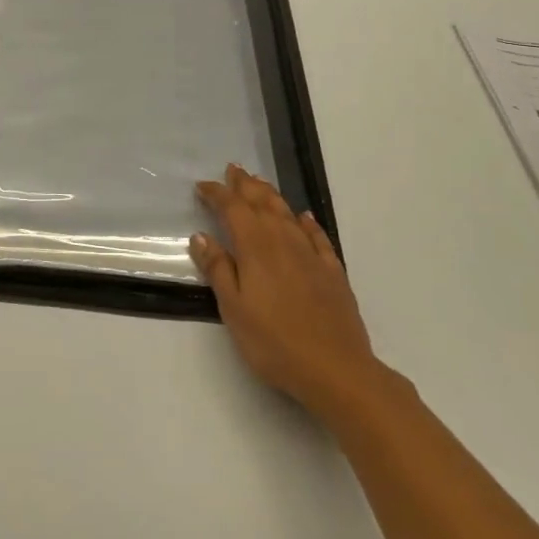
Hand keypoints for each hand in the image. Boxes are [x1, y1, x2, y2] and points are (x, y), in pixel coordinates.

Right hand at [192, 165, 382, 416]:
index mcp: (256, 248)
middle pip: (262, 203)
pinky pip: (317, 236)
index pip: (233, 209)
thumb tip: (201, 236)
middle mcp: (283, 241)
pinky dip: (307, 222)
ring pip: (288, 213)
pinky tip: (304, 217)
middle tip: (232, 169)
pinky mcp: (332, 271)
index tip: (202, 186)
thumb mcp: (234, 310)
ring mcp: (311, 255)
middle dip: (245, 185)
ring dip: (271, 195)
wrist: (336, 369)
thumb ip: (218, 270)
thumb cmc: (274, 343)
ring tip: (259, 183)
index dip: (217, 194)